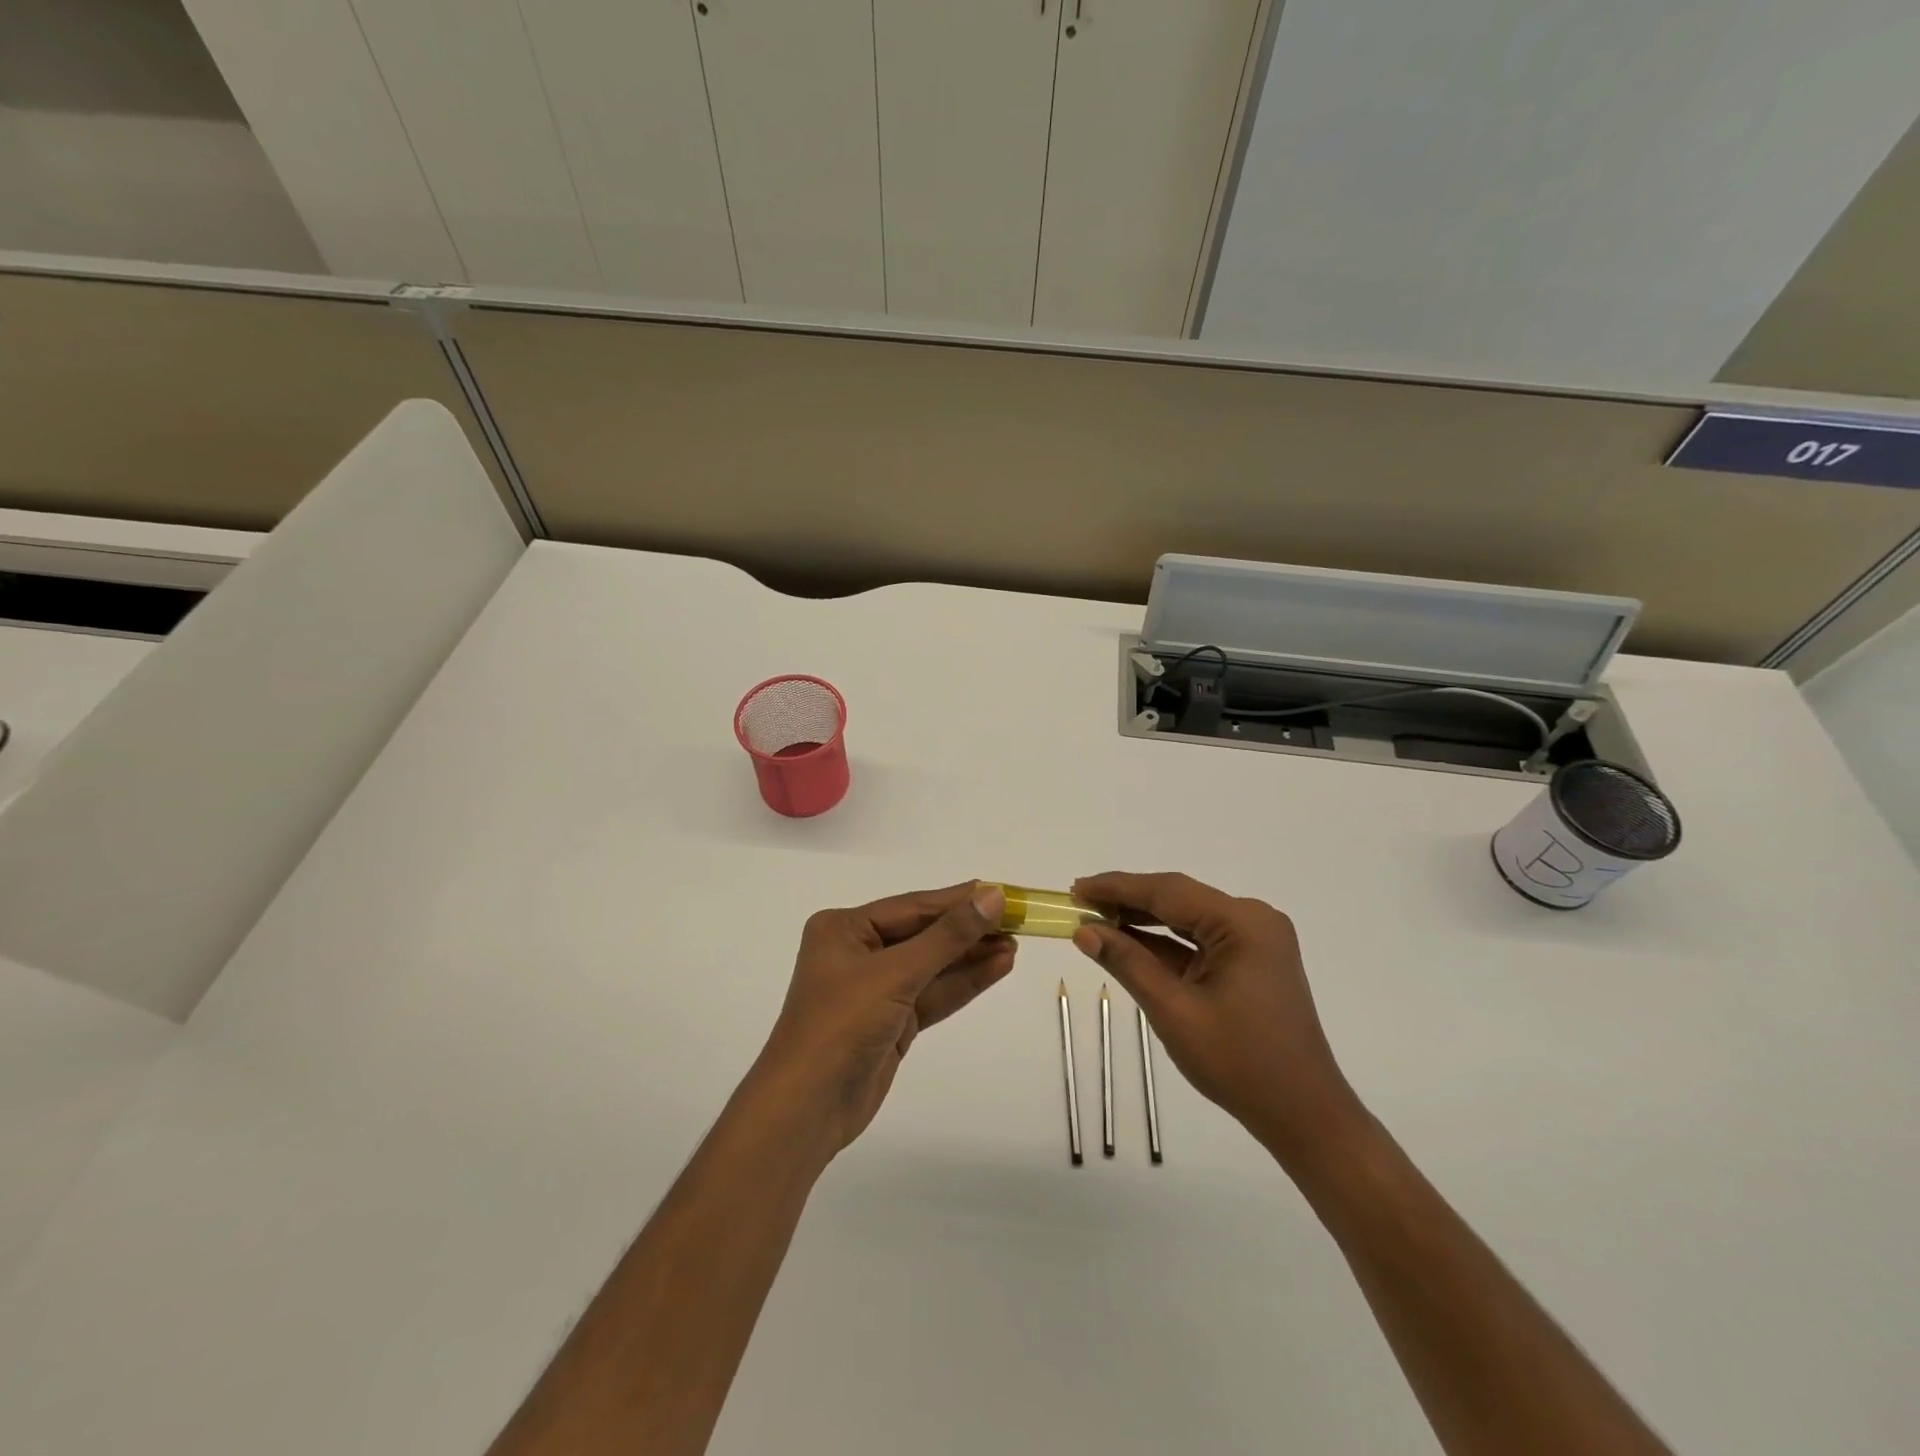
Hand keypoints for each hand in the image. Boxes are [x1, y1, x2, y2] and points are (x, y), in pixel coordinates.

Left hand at [756, 882, 1014, 1153]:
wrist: (807, 1109)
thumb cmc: (842, 1025)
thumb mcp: (896, 974)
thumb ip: (947, 937)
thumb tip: (992, 896)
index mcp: (844, 928)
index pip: (912, 907)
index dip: (958, 900)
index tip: (1000, 892)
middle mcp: (858, 952)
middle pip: (923, 934)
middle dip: (968, 930)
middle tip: (1017, 920)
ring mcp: (875, 989)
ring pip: (932, 966)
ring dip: (971, 957)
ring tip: (1015, 944)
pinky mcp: (891, 1021)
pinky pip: (932, 994)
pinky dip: (963, 983)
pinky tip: (997, 968)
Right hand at [1070, 872, 1362, 1163]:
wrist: (1303, 1115)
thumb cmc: (1240, 1063)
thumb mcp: (1174, 1011)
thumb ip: (1128, 963)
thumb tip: (1084, 931)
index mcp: (1242, 923)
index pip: (1168, 891)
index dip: (1117, 887)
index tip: (1076, 888)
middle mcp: (1252, 920)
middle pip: (1178, 899)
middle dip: (1127, 901)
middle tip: (1079, 903)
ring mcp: (1255, 941)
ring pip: (1186, 919)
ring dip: (1143, 922)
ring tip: (1095, 920)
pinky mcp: (1251, 962)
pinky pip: (1199, 941)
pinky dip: (1164, 944)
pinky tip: (1129, 943)